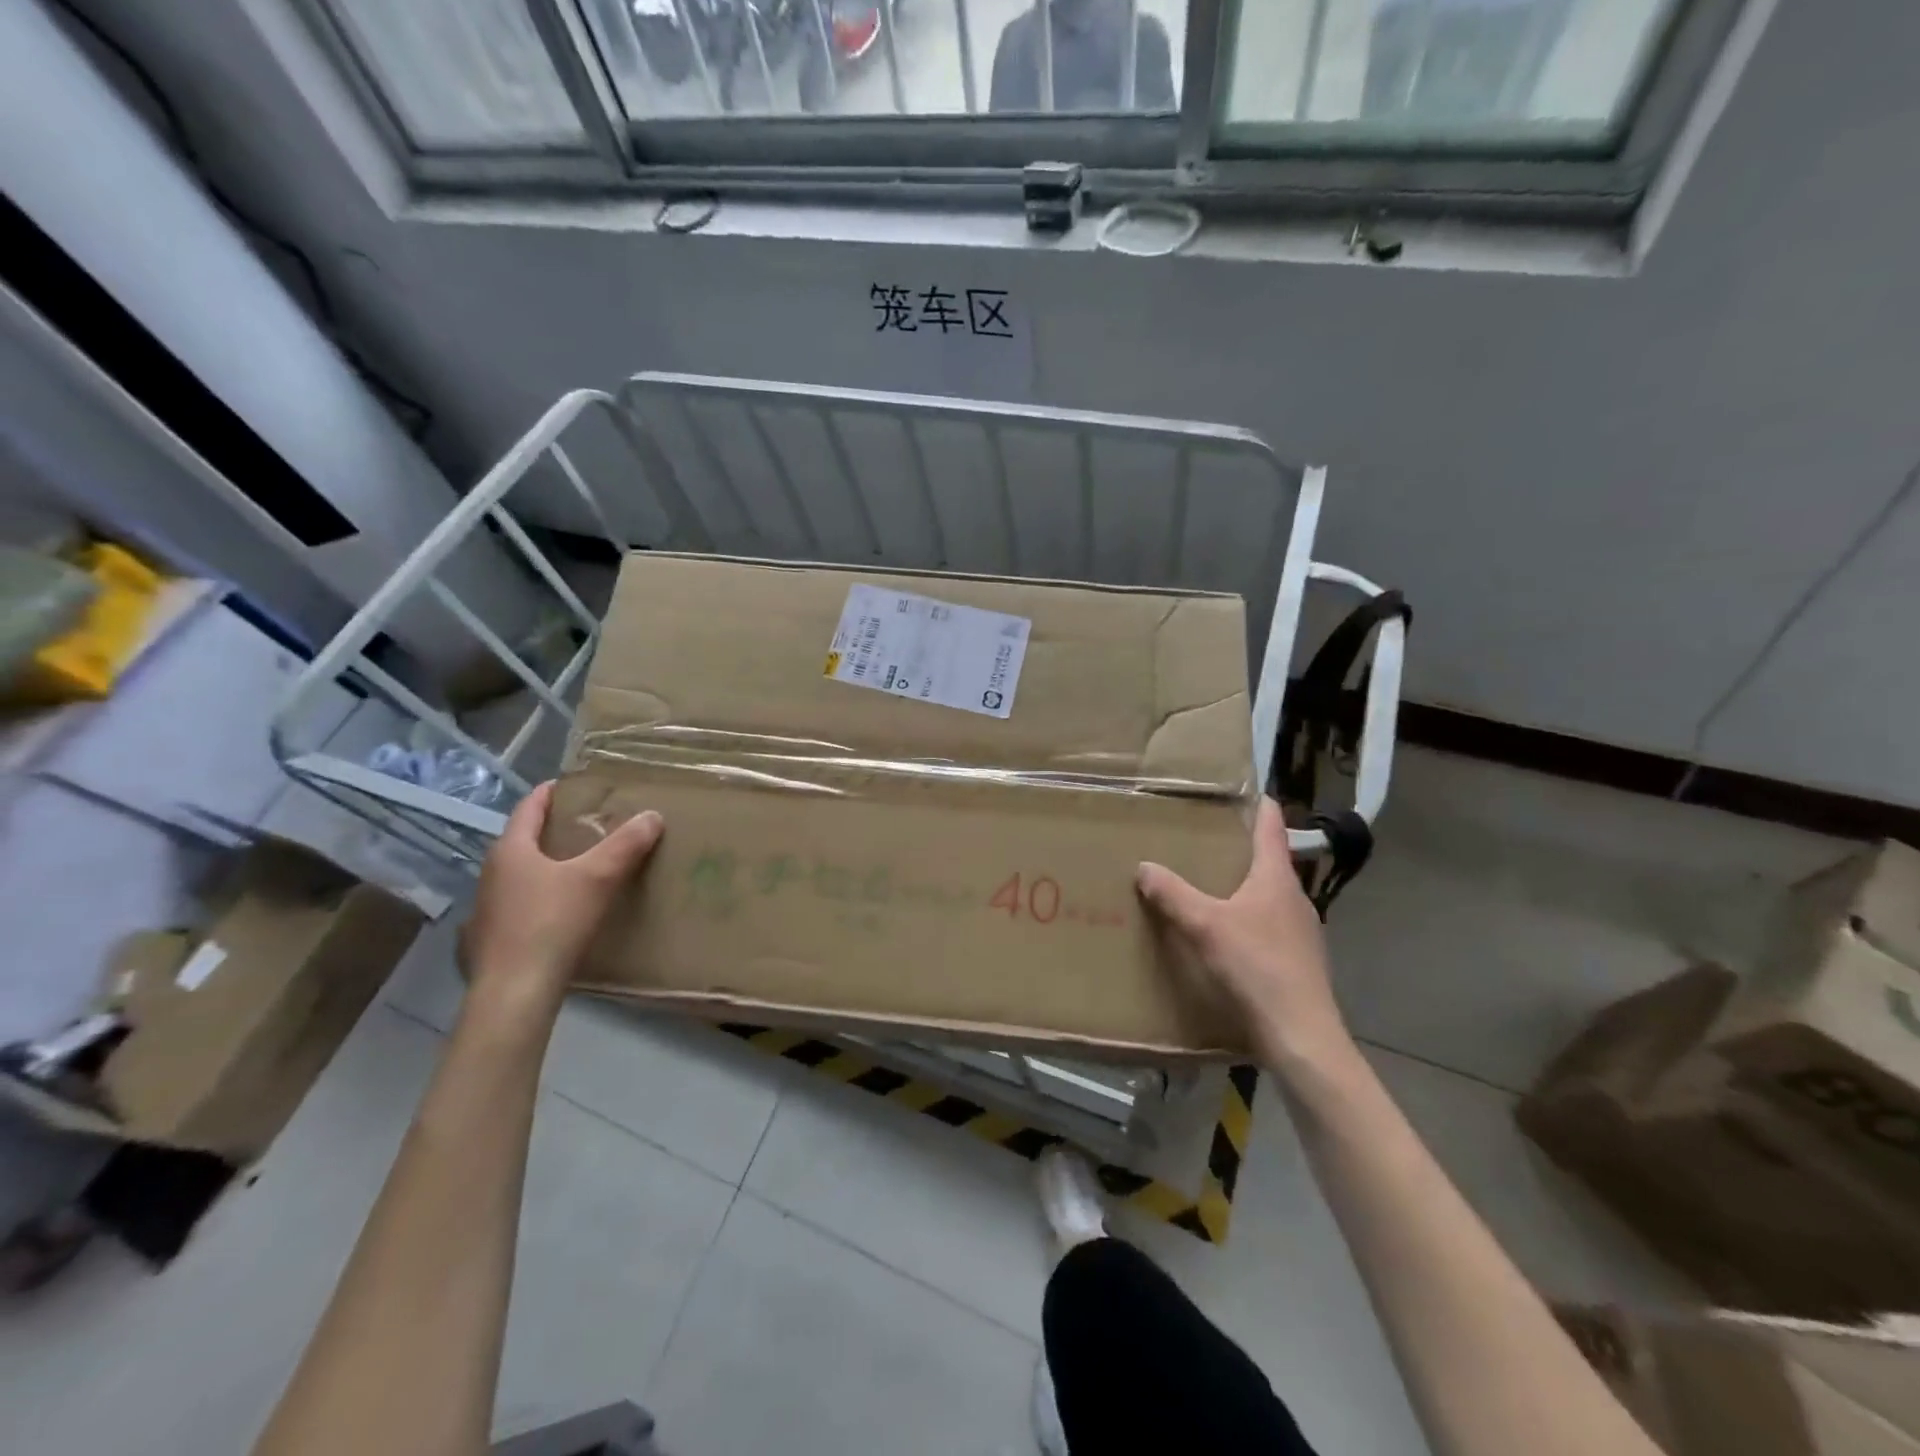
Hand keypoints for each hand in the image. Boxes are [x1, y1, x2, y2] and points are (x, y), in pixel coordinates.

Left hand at [458, 781, 663, 1025]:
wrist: (515, 992)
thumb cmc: (552, 923)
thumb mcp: (599, 877)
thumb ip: (626, 844)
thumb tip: (652, 815)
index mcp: (511, 851)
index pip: (529, 808)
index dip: (551, 794)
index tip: (573, 785)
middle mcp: (491, 874)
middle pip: (524, 841)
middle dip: (554, 830)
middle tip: (589, 826)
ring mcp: (487, 909)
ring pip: (520, 874)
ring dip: (547, 866)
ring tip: (580, 867)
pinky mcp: (491, 939)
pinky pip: (520, 905)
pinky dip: (540, 897)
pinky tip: (560, 911)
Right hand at [1136, 798, 1351, 1072]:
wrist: (1301, 1036)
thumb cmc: (1256, 967)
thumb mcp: (1205, 925)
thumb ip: (1173, 894)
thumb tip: (1144, 866)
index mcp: (1276, 878)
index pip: (1272, 828)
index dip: (1261, 806)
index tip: (1249, 789)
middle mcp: (1294, 898)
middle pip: (1269, 862)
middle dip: (1241, 850)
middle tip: (1205, 841)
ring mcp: (1301, 932)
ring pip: (1269, 897)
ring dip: (1243, 888)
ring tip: (1208, 889)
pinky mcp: (1298, 961)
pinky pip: (1269, 927)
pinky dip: (1248, 921)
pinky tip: (1225, 938)